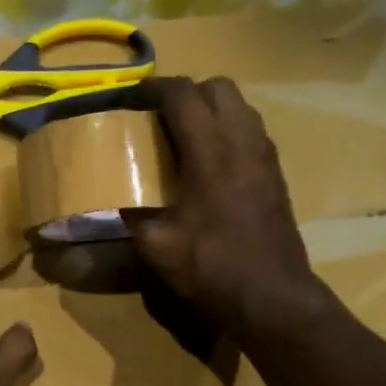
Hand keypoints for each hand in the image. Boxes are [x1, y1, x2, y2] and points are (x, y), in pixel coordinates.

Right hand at [123, 77, 322, 333]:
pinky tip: (211, 165)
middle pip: (218, 88)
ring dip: (211, 110)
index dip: (154, 89)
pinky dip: (229, 132)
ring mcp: (266, 157)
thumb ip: (131, 216)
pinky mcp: (277, 175)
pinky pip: (252, 132)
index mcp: (210, 153)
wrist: (271, 297)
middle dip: (186, 93)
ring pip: (241, 107)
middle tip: (159, 118)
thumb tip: (108, 201)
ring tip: (185, 138)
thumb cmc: (211, 269)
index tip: (131, 99)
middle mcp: (243, 142)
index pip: (182, 95)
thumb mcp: (157, 247)